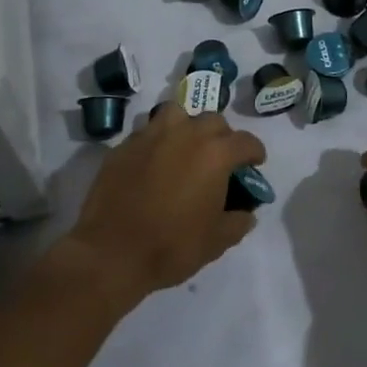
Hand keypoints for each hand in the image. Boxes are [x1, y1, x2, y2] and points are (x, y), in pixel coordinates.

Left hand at [63, 105, 264, 304]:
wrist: (112, 252)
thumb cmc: (172, 246)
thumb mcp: (216, 242)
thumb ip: (238, 222)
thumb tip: (246, 213)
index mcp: (215, 154)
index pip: (246, 141)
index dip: (255, 152)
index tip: (255, 163)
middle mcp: (186, 134)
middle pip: (213, 120)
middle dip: (222, 136)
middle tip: (219, 159)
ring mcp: (151, 135)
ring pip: (177, 114)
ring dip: (187, 126)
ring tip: (184, 148)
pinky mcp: (124, 146)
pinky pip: (147, 132)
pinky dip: (156, 141)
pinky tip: (153, 163)